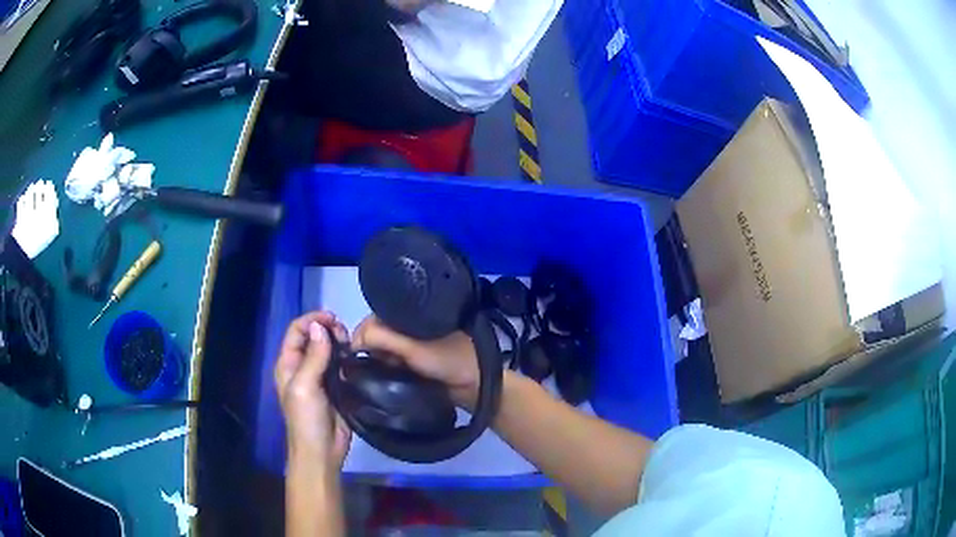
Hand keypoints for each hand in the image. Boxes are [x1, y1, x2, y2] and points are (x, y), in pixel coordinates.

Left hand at [274, 312, 351, 468]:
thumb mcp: (305, 386)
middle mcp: (302, 367)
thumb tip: (319, 325)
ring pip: (327, 349)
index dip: (312, 320)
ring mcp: (319, 377)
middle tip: (345, 333)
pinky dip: (346, 356)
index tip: (333, 318)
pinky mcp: (335, 387)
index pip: (297, 331)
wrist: (321, 451)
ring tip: (351, 342)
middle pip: (312, 337)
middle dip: (327, 329)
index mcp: (288, 364)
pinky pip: (339, 365)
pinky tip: (356, 356)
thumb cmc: (306, 419)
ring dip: (338, 342)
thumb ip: (313, 356)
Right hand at [352, 315, 479, 409]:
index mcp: (406, 313)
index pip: (371, 319)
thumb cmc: (446, 360)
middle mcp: (404, 325)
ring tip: (384, 372)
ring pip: (379, 350)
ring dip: (378, 362)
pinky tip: (388, 376)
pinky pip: (388, 362)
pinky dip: (385, 369)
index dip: (362, 336)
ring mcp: (407, 344)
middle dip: (370, 350)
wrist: (473, 386)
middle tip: (378, 366)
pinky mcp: (410, 361)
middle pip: (373, 335)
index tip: (360, 356)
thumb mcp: (411, 347)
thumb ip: (381, 338)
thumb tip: (353, 340)